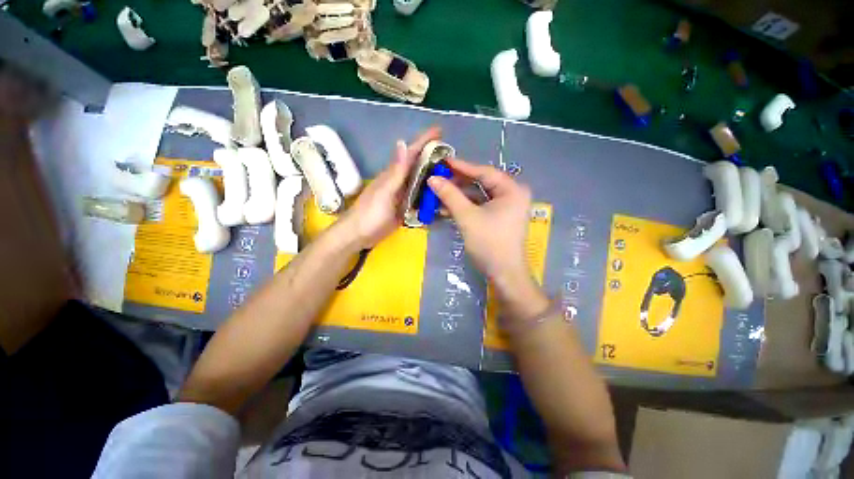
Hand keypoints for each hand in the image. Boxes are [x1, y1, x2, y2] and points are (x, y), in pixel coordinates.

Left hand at [337, 126, 441, 249]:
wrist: (359, 235)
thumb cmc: (370, 213)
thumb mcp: (385, 192)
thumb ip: (396, 171)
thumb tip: (403, 142)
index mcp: (395, 174)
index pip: (411, 153)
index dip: (424, 140)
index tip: (440, 130)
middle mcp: (400, 182)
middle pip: (419, 166)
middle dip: (435, 158)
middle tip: (453, 157)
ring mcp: (403, 195)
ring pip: (421, 182)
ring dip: (434, 177)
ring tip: (452, 175)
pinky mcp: (404, 208)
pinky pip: (420, 198)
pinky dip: (429, 195)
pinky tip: (440, 197)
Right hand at [427, 159, 531, 279]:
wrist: (503, 273)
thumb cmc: (489, 243)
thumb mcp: (467, 217)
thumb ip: (450, 195)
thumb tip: (432, 179)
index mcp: (512, 190)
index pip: (484, 172)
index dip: (461, 166)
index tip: (442, 161)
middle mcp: (513, 194)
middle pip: (482, 183)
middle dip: (458, 182)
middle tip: (439, 177)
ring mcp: (507, 207)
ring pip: (479, 195)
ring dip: (459, 196)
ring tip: (439, 192)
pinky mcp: (500, 217)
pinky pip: (481, 206)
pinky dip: (465, 207)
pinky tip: (447, 207)